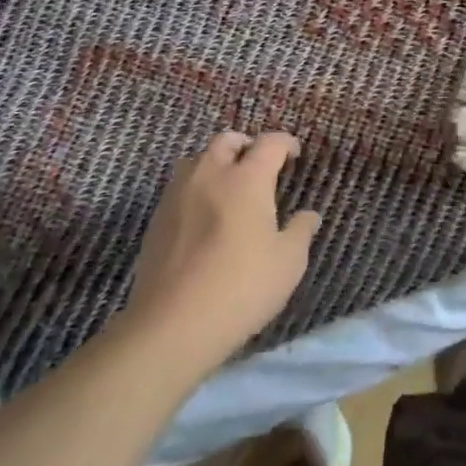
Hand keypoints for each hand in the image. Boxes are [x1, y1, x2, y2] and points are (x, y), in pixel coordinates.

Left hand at [124, 131, 318, 372]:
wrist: (172, 324)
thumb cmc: (241, 287)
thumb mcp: (288, 263)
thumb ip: (300, 232)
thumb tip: (308, 215)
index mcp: (247, 179)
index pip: (269, 143)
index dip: (285, 143)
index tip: (294, 154)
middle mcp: (210, 175)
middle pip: (227, 141)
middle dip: (246, 145)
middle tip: (260, 165)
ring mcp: (178, 195)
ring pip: (198, 159)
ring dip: (217, 163)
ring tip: (229, 187)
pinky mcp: (157, 218)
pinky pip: (180, 187)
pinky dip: (197, 187)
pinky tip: (205, 216)